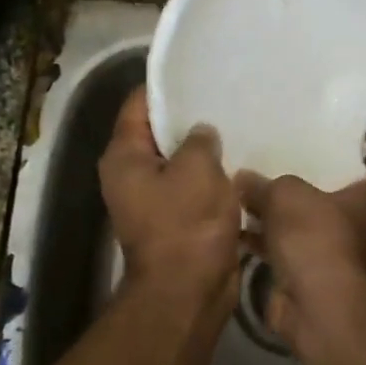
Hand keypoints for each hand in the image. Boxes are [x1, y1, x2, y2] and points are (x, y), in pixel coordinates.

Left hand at [99, 89, 241, 301]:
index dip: (165, 86)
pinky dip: (211, 178)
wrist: (188, 292)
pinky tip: (241, 164)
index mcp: (124, 157)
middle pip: (158, 133)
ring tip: (237, 126)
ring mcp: (152, 201)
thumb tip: (202, 133)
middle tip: (224, 97)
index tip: (196, 71)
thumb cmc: (187, 224)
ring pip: (179, 163)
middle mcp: (130, 175)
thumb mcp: (197, 169)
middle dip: (189, 118)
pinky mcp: (175, 221)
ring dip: (204, 151)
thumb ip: (199, 140)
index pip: (138, 104)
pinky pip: (193, 188)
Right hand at [236, 156, 365, 341]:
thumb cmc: (317, 236)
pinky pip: (288, 256)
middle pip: (342, 204)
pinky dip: (268, 246)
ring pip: (310, 231)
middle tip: (285, 172)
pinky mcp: (313, 283)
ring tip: (251, 201)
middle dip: (315, 191)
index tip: (357, 153)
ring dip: (284, 221)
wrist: (318, 306)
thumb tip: (243, 178)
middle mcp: (363, 230)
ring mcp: (339, 259)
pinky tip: (239, 234)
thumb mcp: (285, 195)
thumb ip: (264, 184)